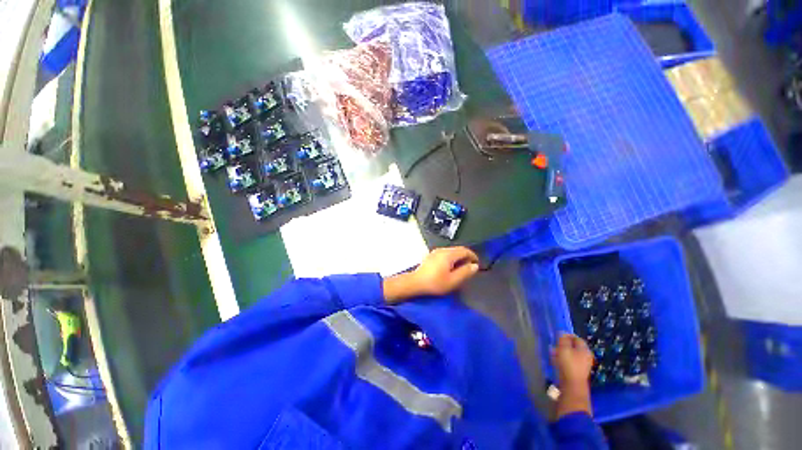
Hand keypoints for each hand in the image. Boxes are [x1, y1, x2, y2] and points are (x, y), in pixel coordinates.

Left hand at [383, 247, 479, 302]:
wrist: (415, 283)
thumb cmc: (435, 283)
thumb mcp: (453, 280)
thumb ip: (465, 272)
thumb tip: (474, 266)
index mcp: (448, 254)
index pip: (465, 250)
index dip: (473, 256)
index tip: (477, 265)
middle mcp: (442, 250)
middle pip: (458, 249)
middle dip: (466, 257)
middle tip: (470, 268)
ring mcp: (435, 252)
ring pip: (451, 251)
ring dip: (459, 258)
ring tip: (461, 269)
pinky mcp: (431, 256)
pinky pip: (445, 254)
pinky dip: (451, 258)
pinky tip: (450, 268)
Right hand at [551, 334, 593, 417]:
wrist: (572, 386)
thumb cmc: (568, 364)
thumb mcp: (564, 348)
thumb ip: (563, 339)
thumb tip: (563, 333)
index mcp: (585, 350)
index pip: (577, 338)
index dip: (567, 336)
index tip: (558, 337)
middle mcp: (586, 357)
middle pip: (574, 347)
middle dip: (563, 345)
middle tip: (554, 345)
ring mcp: (582, 366)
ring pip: (571, 355)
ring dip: (561, 353)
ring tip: (552, 353)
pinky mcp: (577, 372)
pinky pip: (569, 363)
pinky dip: (562, 360)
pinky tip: (555, 362)